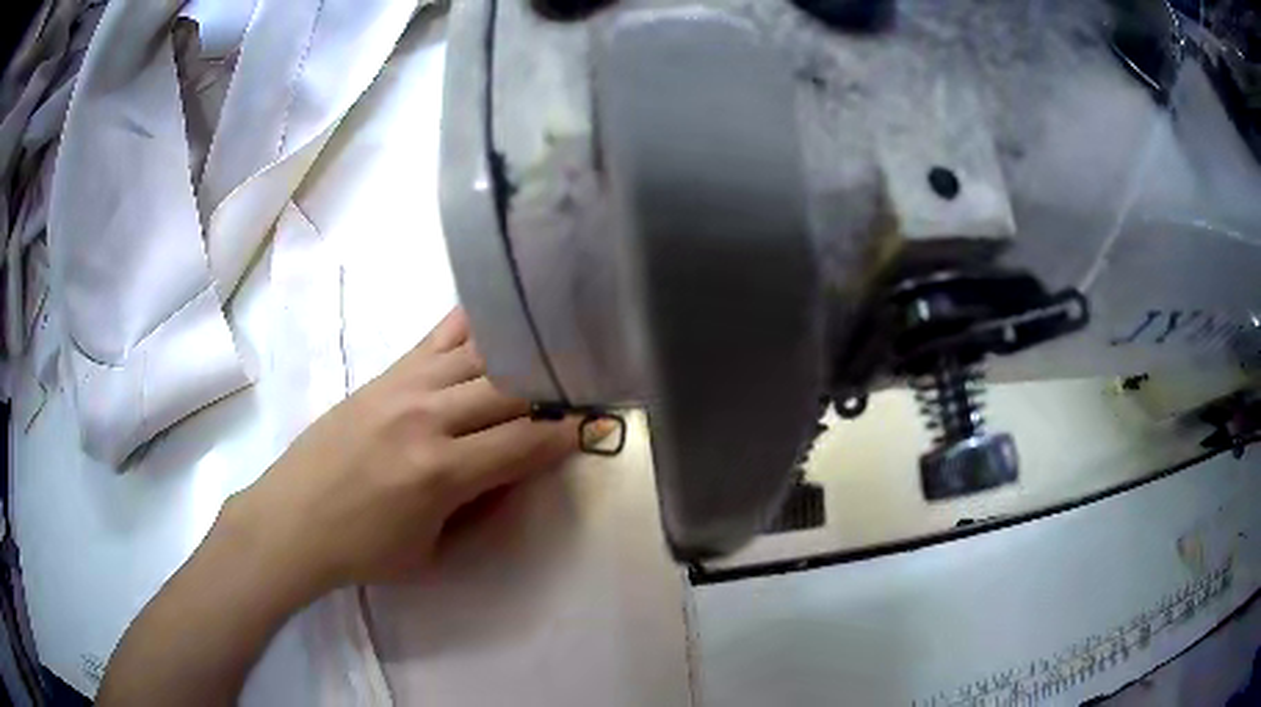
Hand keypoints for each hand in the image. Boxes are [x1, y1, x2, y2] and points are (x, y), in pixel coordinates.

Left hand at [222, 308, 583, 601]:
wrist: (291, 520)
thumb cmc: (362, 549)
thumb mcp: (431, 549)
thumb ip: (479, 505)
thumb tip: (517, 469)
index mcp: (440, 472)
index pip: (524, 443)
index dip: (567, 435)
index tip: (595, 425)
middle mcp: (426, 416)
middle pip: (509, 389)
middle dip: (551, 391)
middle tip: (578, 390)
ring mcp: (403, 386)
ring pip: (480, 354)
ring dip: (520, 356)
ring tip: (549, 351)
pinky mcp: (385, 373)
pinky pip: (438, 336)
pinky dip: (474, 324)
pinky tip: (498, 314)